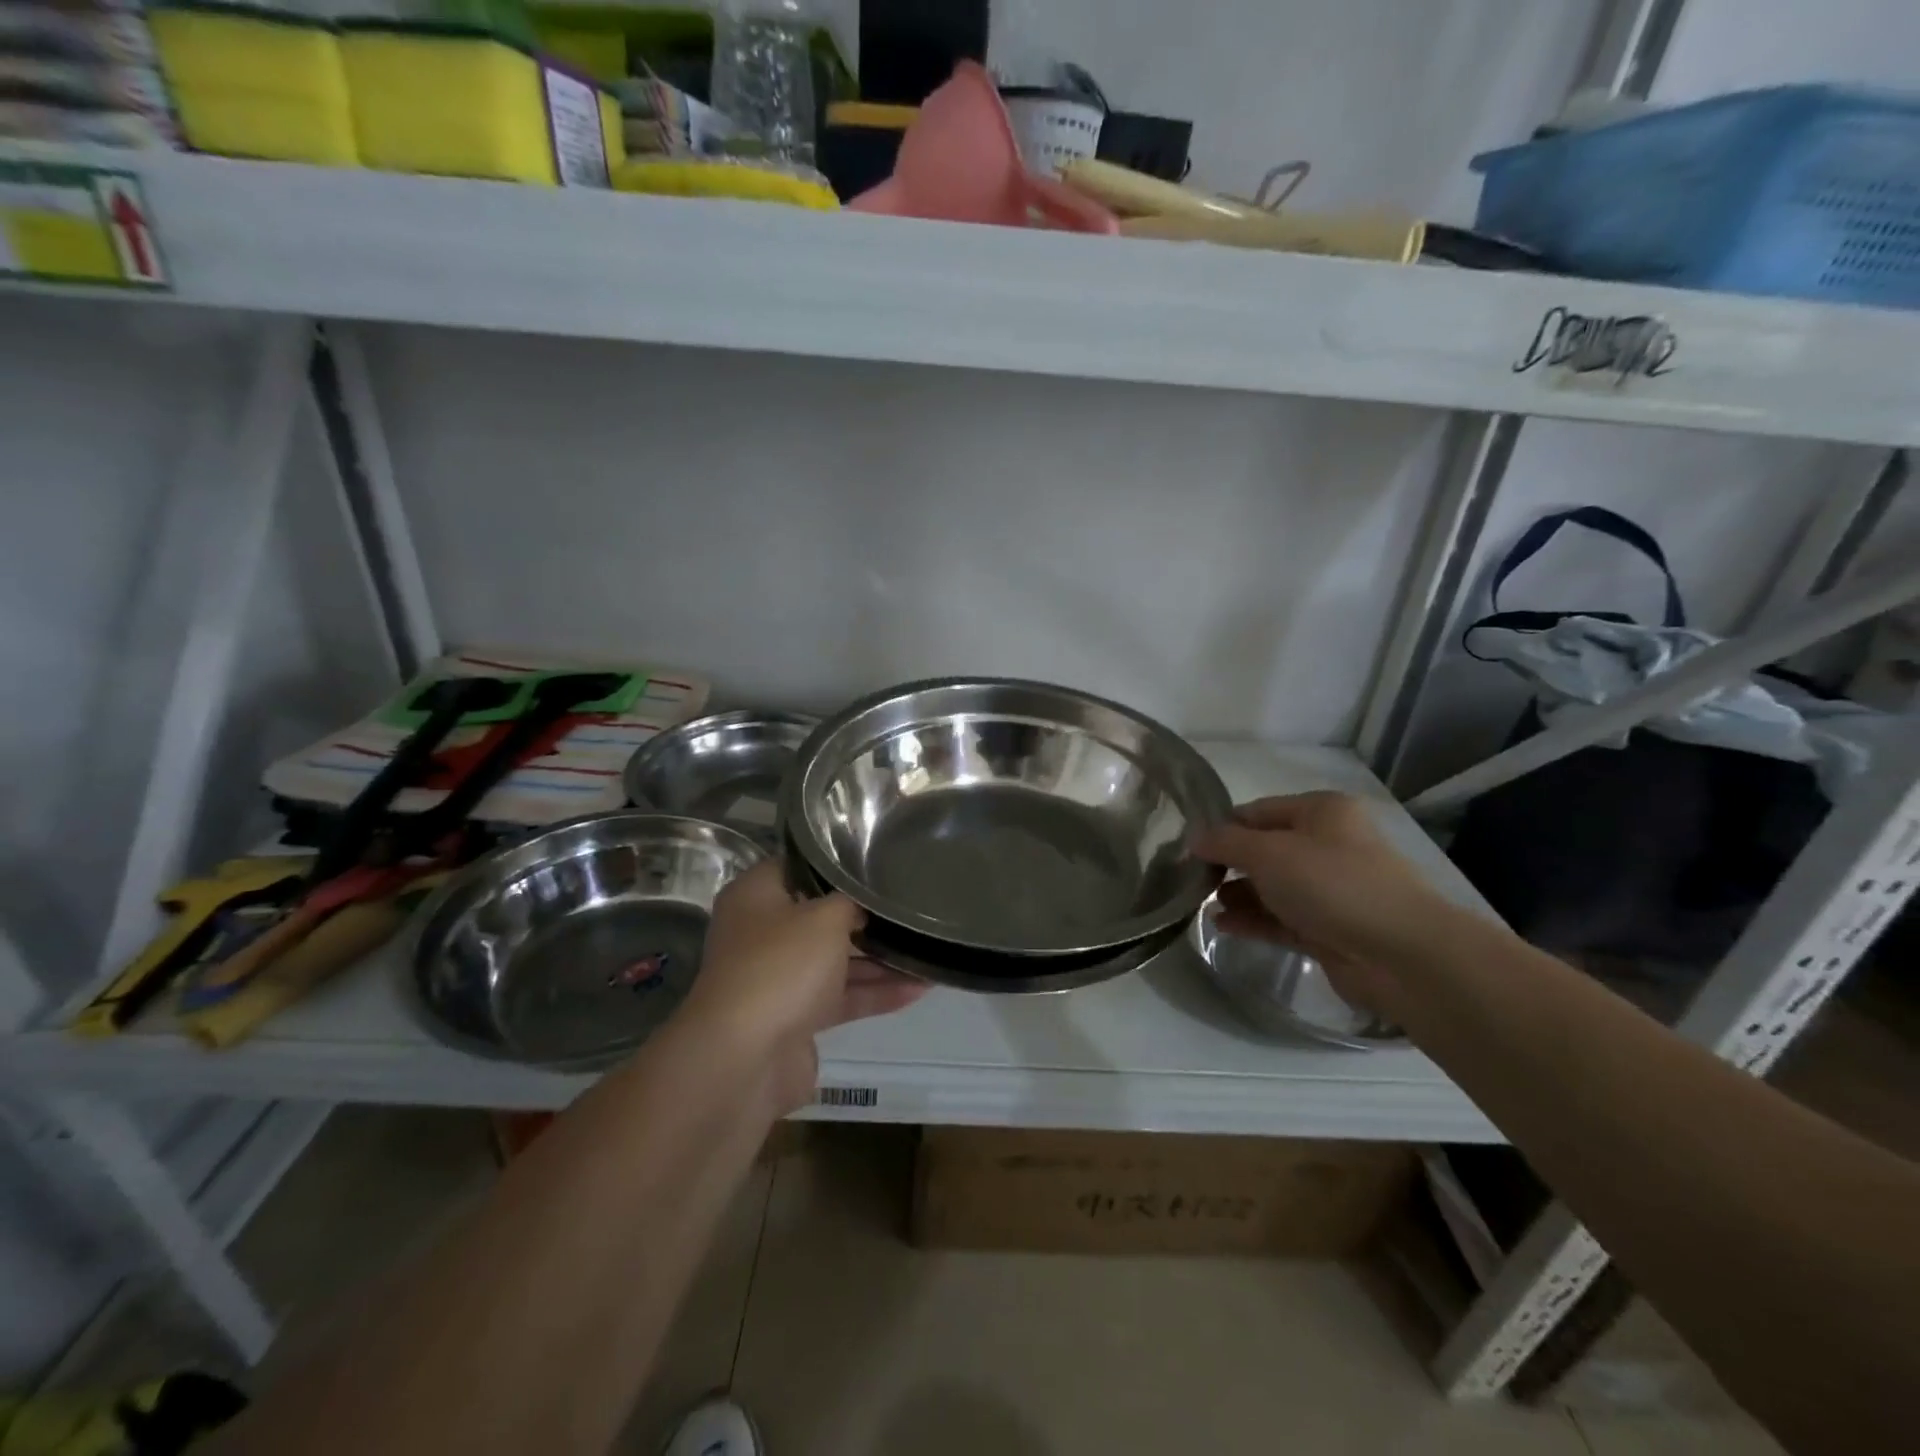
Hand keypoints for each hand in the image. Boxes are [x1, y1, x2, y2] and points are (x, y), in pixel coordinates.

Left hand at [677, 862, 926, 1112]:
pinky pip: (841, 997)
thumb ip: (852, 901)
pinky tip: (920, 987)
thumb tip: (865, 901)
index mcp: (756, 896)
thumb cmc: (782, 966)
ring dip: (879, 958)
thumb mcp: (825, 917)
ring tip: (927, 947)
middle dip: (865, 915)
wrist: (745, 1060)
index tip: (876, 859)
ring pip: (835, 960)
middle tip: (909, 903)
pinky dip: (875, 992)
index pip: (799, 866)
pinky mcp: (796, 1018)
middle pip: (820, 916)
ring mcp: (779, 978)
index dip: (835, 862)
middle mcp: (763, 933)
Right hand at [1190, 792, 1460, 1013]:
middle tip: (1190, 879)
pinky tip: (1222, 926)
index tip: (1187, 848)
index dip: (1222, 827)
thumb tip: (1195, 838)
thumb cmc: (1332, 884)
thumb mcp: (1268, 852)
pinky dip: (1253, 920)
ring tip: (1202, 904)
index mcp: (1322, 812)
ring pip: (1272, 886)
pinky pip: (1281, 918)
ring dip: (1237, 894)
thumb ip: (1225, 842)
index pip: (1257, 811)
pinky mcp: (1329, 929)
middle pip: (1265, 849)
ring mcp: (1331, 890)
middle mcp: (1328, 845)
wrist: (1400, 954)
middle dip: (1228, 864)